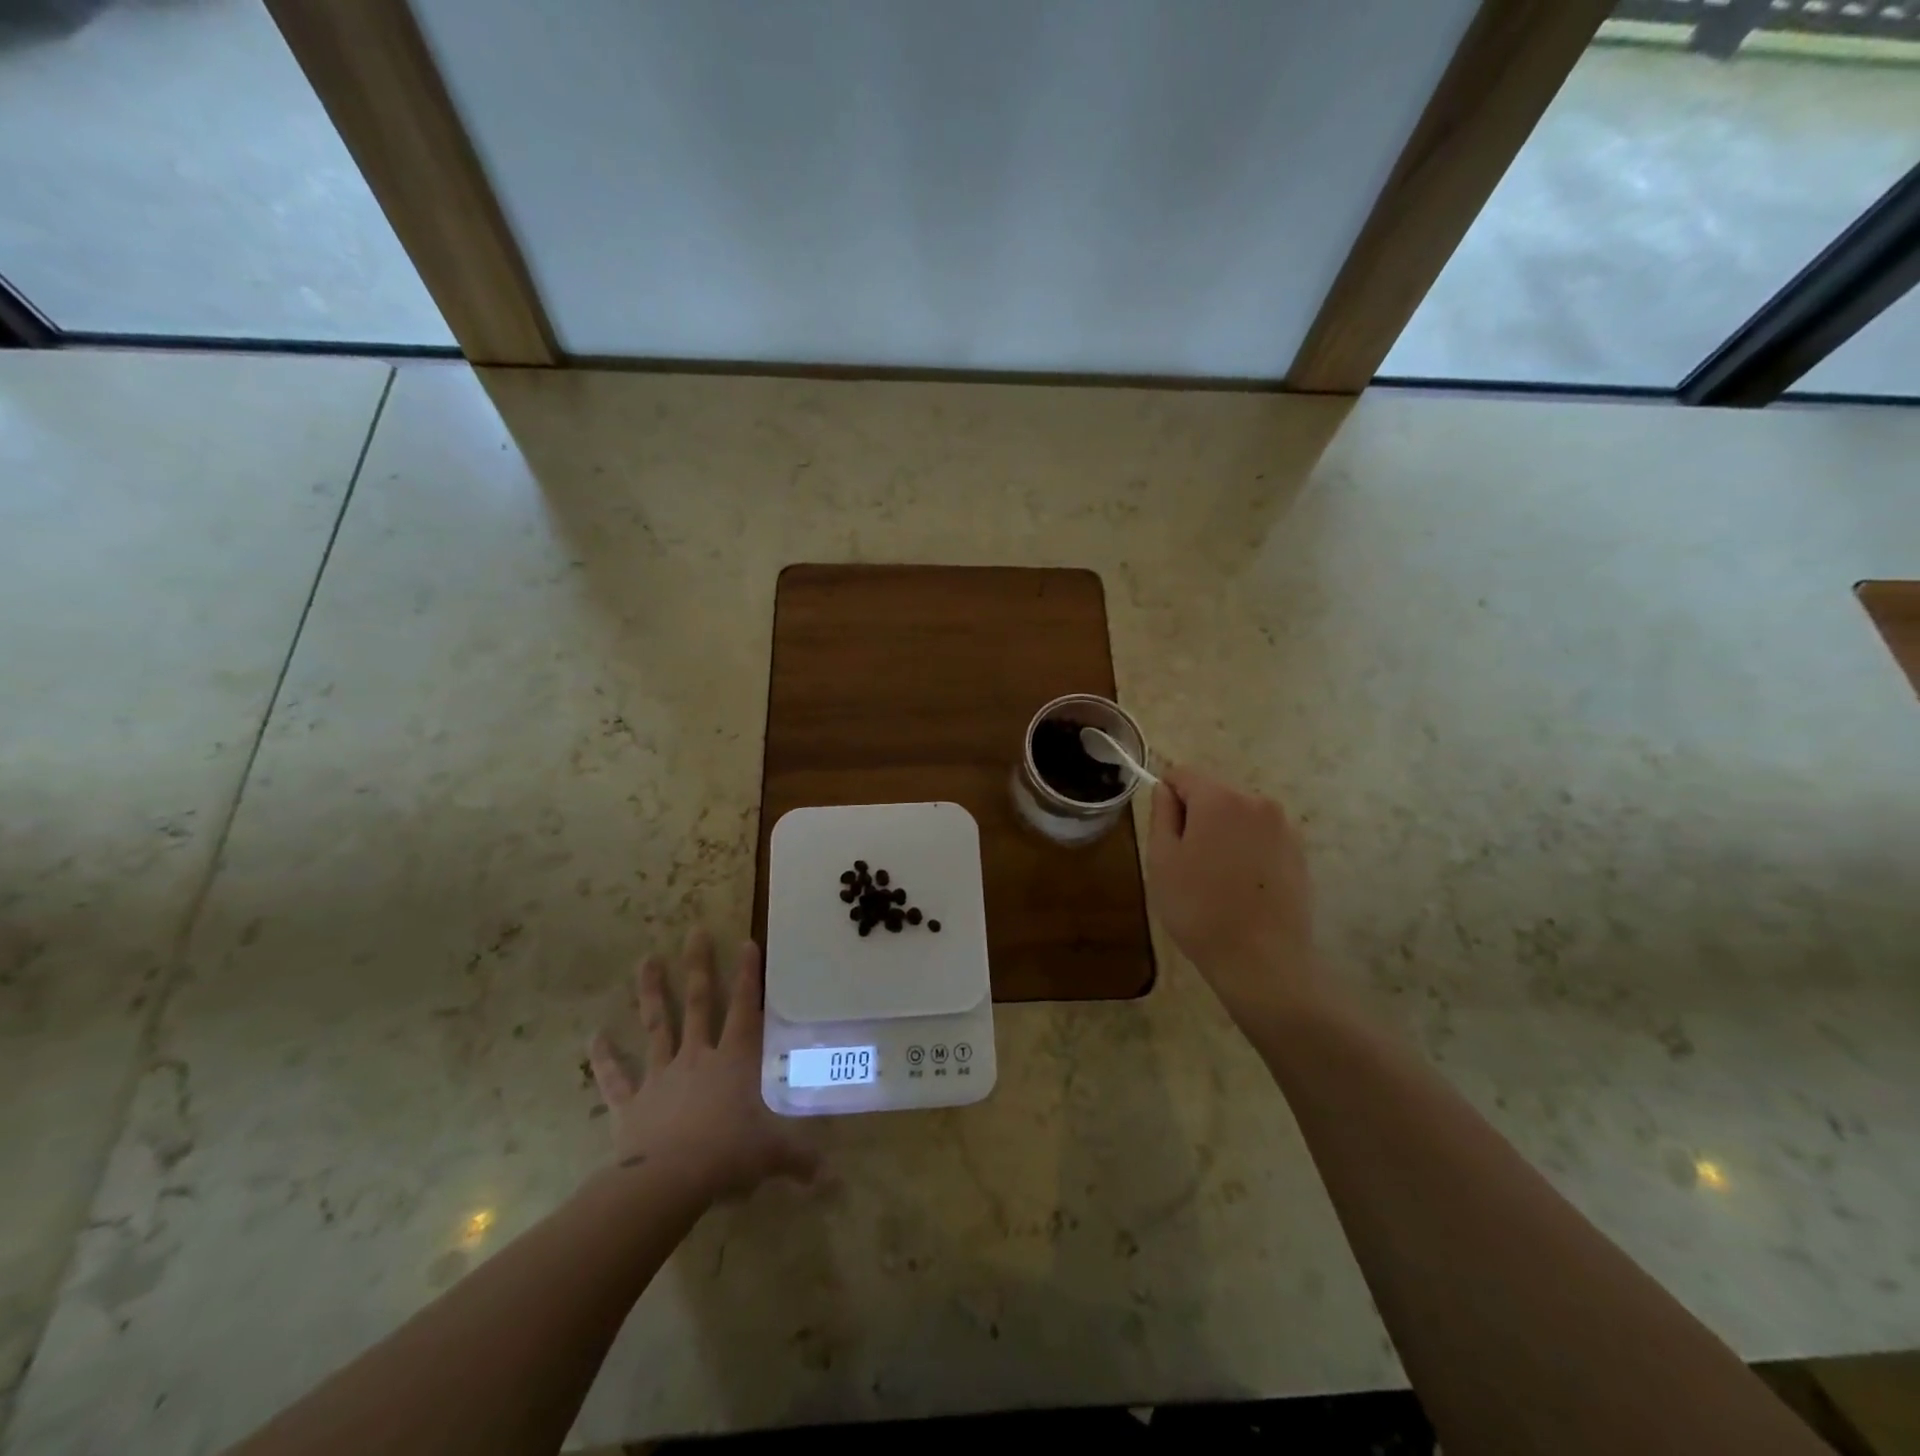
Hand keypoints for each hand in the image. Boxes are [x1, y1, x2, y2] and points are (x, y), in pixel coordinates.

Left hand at [586, 929, 817, 1205]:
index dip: (748, 975)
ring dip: (651, 993)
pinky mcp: (631, 1102)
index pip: (746, 1009)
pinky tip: (593, 1037)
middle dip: (699, 967)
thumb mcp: (773, 1155)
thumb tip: (832, 1177)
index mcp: (734, 1062)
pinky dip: (604, 1058)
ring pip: (657, 1026)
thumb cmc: (727, 1157)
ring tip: (645, 961)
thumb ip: (801, 1159)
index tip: (746, 942)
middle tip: (694, 932)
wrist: (668, 1182)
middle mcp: (698, 1057)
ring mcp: (661, 1076)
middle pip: (699, 1004)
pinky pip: (616, 1077)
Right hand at [1147, 765, 1320, 1026]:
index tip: (1164, 831)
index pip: (1183, 774)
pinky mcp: (1300, 853)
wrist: (1262, 960)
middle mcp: (1257, 802)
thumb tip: (1166, 790)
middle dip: (1197, 816)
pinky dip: (1247, 850)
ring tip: (1215, 878)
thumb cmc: (1200, 908)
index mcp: (1220, 799)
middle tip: (1186, 861)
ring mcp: (1284, 827)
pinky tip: (1241, 886)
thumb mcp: (1162, 860)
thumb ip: (1161, 814)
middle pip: (1214, 793)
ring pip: (1239, 816)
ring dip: (1223, 833)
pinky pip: (1261, 837)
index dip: (1167, 796)